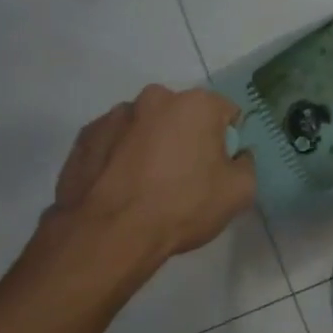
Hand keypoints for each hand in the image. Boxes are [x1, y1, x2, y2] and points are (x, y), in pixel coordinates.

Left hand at [44, 86, 256, 266]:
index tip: (221, 167)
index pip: (227, 113)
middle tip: (185, 176)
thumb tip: (235, 156)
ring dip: (153, 145)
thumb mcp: (240, 192)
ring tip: (148, 185)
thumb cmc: (182, 206)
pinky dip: (122, 156)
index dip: (228, 141)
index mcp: (196, 104)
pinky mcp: (85, 136)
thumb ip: (246, 164)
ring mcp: (115, 115)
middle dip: (188, 138)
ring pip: (147, 127)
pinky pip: (116, 141)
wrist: (109, 234)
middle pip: (184, 115)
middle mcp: (155, 98)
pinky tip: (122, 187)